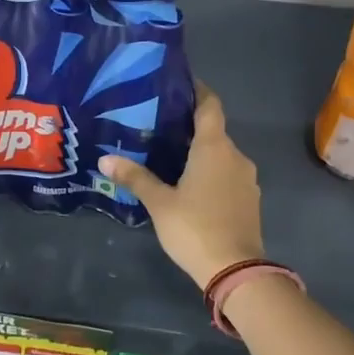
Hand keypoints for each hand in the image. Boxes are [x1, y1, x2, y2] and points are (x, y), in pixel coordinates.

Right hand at [100, 84, 262, 289]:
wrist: (235, 270)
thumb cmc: (194, 227)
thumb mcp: (159, 202)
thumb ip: (135, 177)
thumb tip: (104, 159)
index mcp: (214, 148)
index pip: (210, 106)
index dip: (197, 91)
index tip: (178, 84)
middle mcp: (235, 156)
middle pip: (213, 131)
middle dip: (189, 127)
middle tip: (158, 127)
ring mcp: (246, 179)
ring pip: (220, 156)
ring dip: (199, 154)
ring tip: (169, 157)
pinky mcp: (249, 200)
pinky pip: (227, 175)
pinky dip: (210, 173)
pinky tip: (189, 186)